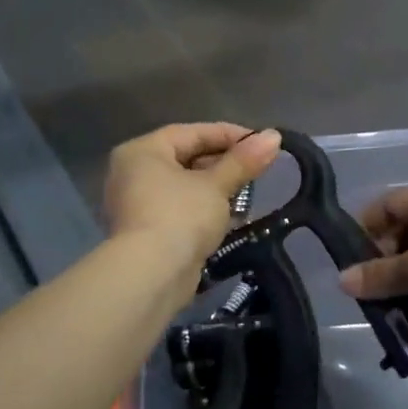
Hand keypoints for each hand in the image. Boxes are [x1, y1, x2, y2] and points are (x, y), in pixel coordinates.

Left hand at [103, 124, 282, 270]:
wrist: (151, 275)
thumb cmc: (181, 216)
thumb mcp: (217, 185)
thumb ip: (244, 160)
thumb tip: (274, 136)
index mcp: (143, 151)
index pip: (192, 132)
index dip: (230, 135)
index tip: (261, 143)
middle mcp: (134, 173)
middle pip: (187, 158)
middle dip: (225, 163)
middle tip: (258, 168)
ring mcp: (137, 204)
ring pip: (185, 186)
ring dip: (217, 188)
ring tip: (249, 192)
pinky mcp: (147, 232)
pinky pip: (181, 209)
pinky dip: (205, 209)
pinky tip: (231, 216)